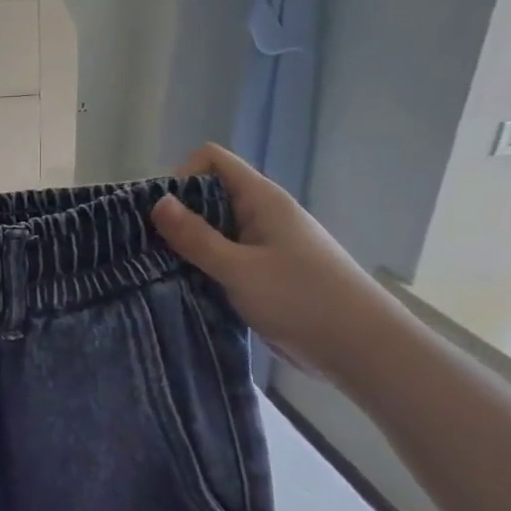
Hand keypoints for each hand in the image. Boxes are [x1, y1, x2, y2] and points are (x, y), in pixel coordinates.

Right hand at [150, 144, 396, 378]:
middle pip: (206, 194)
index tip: (160, 213)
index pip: (211, 160)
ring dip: (185, 244)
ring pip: (212, 229)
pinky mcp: (261, 273)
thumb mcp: (239, 268)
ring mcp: (262, 245)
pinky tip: (182, 285)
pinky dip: (200, 265)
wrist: (363, 350)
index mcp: (261, 200)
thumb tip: (157, 202)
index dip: (180, 176)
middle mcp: (261, 215)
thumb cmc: (303, 300)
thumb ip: (195, 237)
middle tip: (148, 244)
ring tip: (158, 267)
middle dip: (175, 214)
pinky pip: (221, 257)